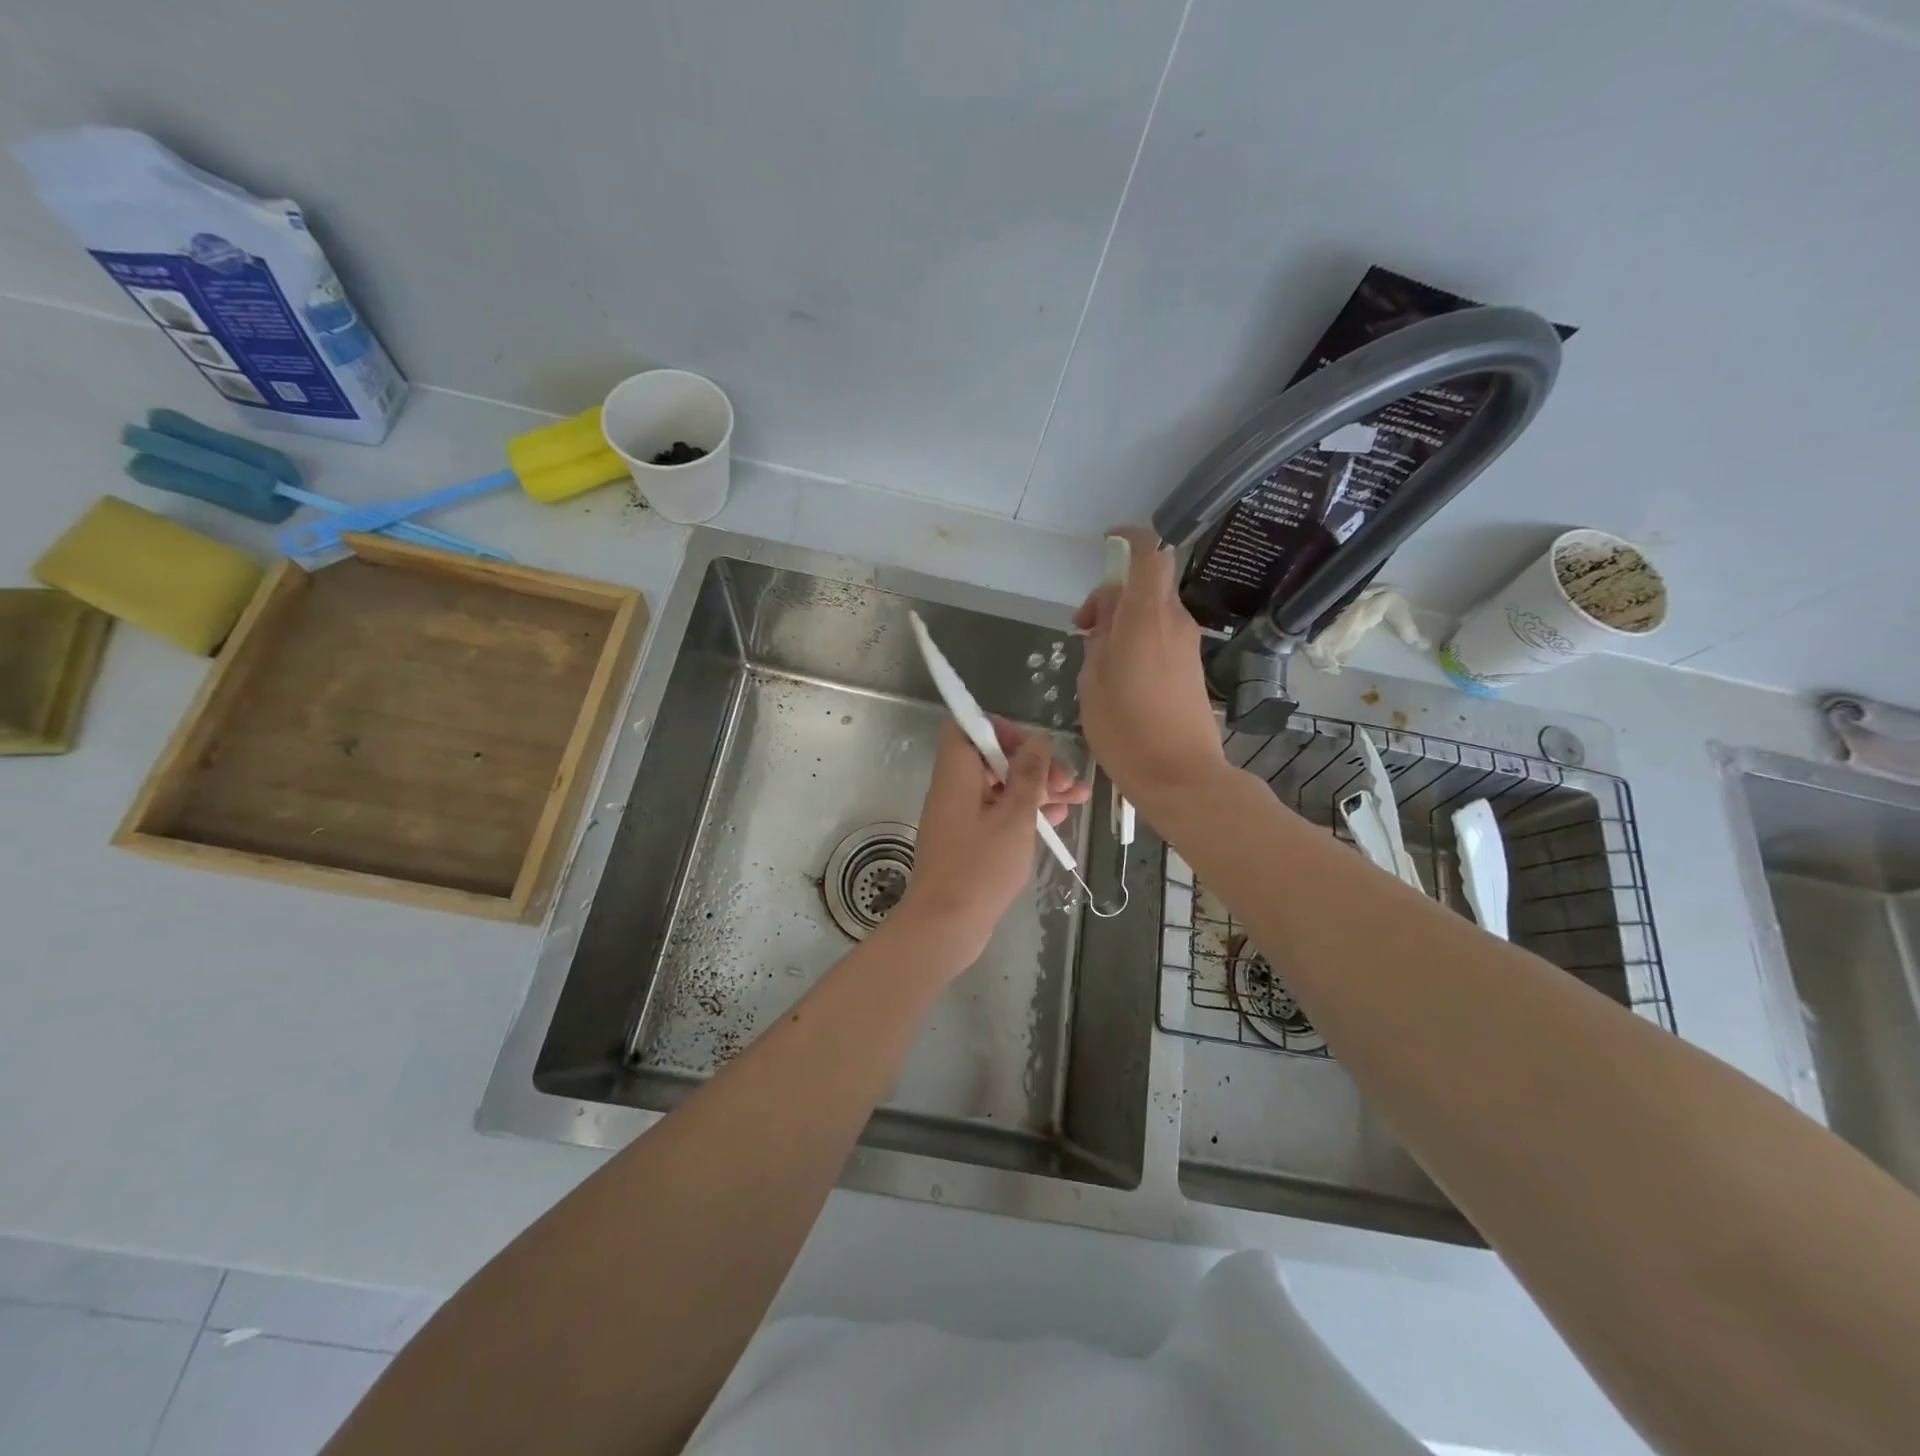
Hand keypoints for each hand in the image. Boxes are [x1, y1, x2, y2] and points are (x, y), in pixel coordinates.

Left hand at [894, 718, 1089, 969]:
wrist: (946, 925)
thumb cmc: (980, 867)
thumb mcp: (1014, 817)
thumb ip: (1028, 775)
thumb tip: (1037, 740)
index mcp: (956, 773)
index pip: (967, 727)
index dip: (1000, 729)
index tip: (1033, 746)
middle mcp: (954, 788)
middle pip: (992, 759)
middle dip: (1033, 764)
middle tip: (1068, 781)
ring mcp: (960, 816)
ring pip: (1001, 788)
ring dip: (1037, 790)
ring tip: (1077, 799)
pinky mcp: (968, 841)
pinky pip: (997, 814)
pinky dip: (1024, 813)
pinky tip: (1056, 821)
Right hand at [1074, 525, 1228, 811]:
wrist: (1181, 777)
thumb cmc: (1126, 731)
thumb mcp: (1092, 682)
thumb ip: (1097, 640)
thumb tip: (1104, 621)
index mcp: (1147, 617)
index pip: (1147, 553)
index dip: (1128, 538)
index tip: (1104, 544)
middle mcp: (1174, 621)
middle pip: (1146, 583)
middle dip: (1112, 595)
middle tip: (1083, 629)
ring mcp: (1188, 645)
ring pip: (1152, 611)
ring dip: (1123, 620)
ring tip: (1096, 659)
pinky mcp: (1191, 667)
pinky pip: (1161, 635)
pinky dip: (1138, 639)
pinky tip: (1119, 675)